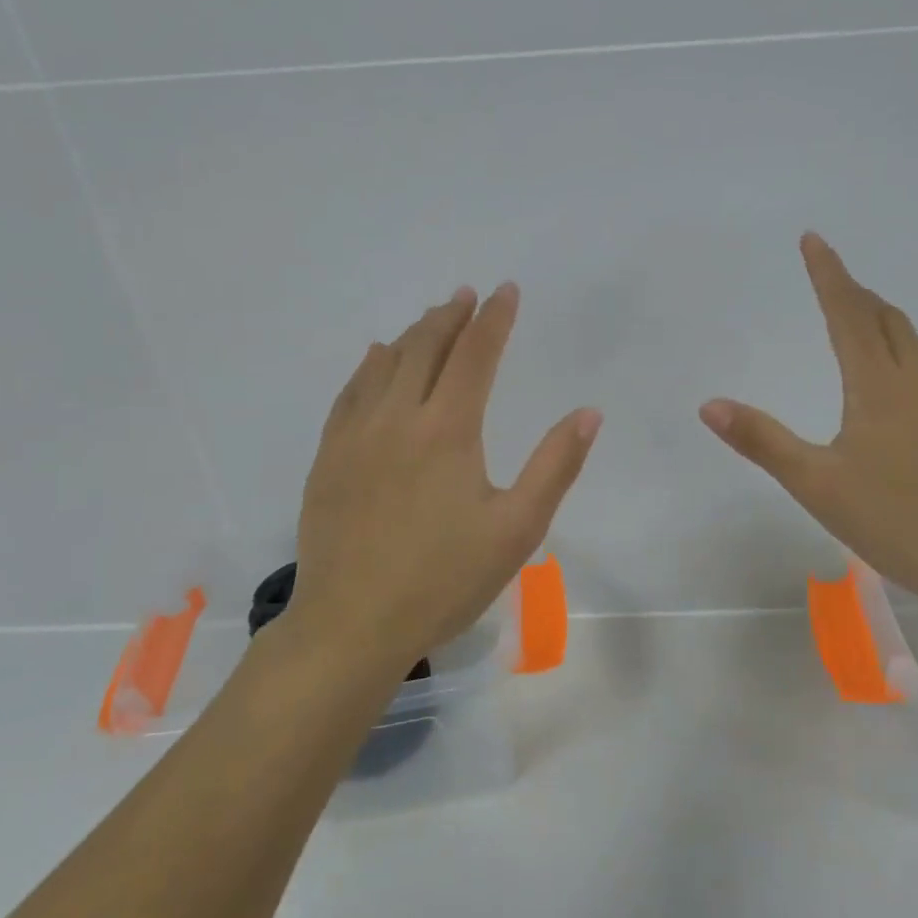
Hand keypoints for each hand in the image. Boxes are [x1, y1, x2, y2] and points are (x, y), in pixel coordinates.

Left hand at [291, 283, 600, 664]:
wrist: (352, 625)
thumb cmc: (444, 580)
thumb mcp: (517, 528)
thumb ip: (555, 465)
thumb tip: (588, 413)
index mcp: (448, 429)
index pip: (475, 354)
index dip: (494, 318)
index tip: (506, 291)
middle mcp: (398, 417)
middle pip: (426, 347)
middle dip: (451, 316)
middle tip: (467, 295)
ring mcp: (356, 435)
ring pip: (385, 364)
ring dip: (413, 334)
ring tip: (431, 318)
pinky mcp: (329, 457)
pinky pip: (350, 392)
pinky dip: (370, 366)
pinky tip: (376, 359)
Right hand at [700, 234, 917, 624]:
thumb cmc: (897, 520)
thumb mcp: (816, 484)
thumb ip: (762, 441)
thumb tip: (709, 404)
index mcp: (880, 386)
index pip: (848, 314)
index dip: (828, 274)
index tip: (813, 238)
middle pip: (886, 319)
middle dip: (855, 292)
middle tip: (829, 278)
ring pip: (912, 343)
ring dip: (881, 319)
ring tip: (858, 318)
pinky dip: (901, 350)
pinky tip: (896, 380)